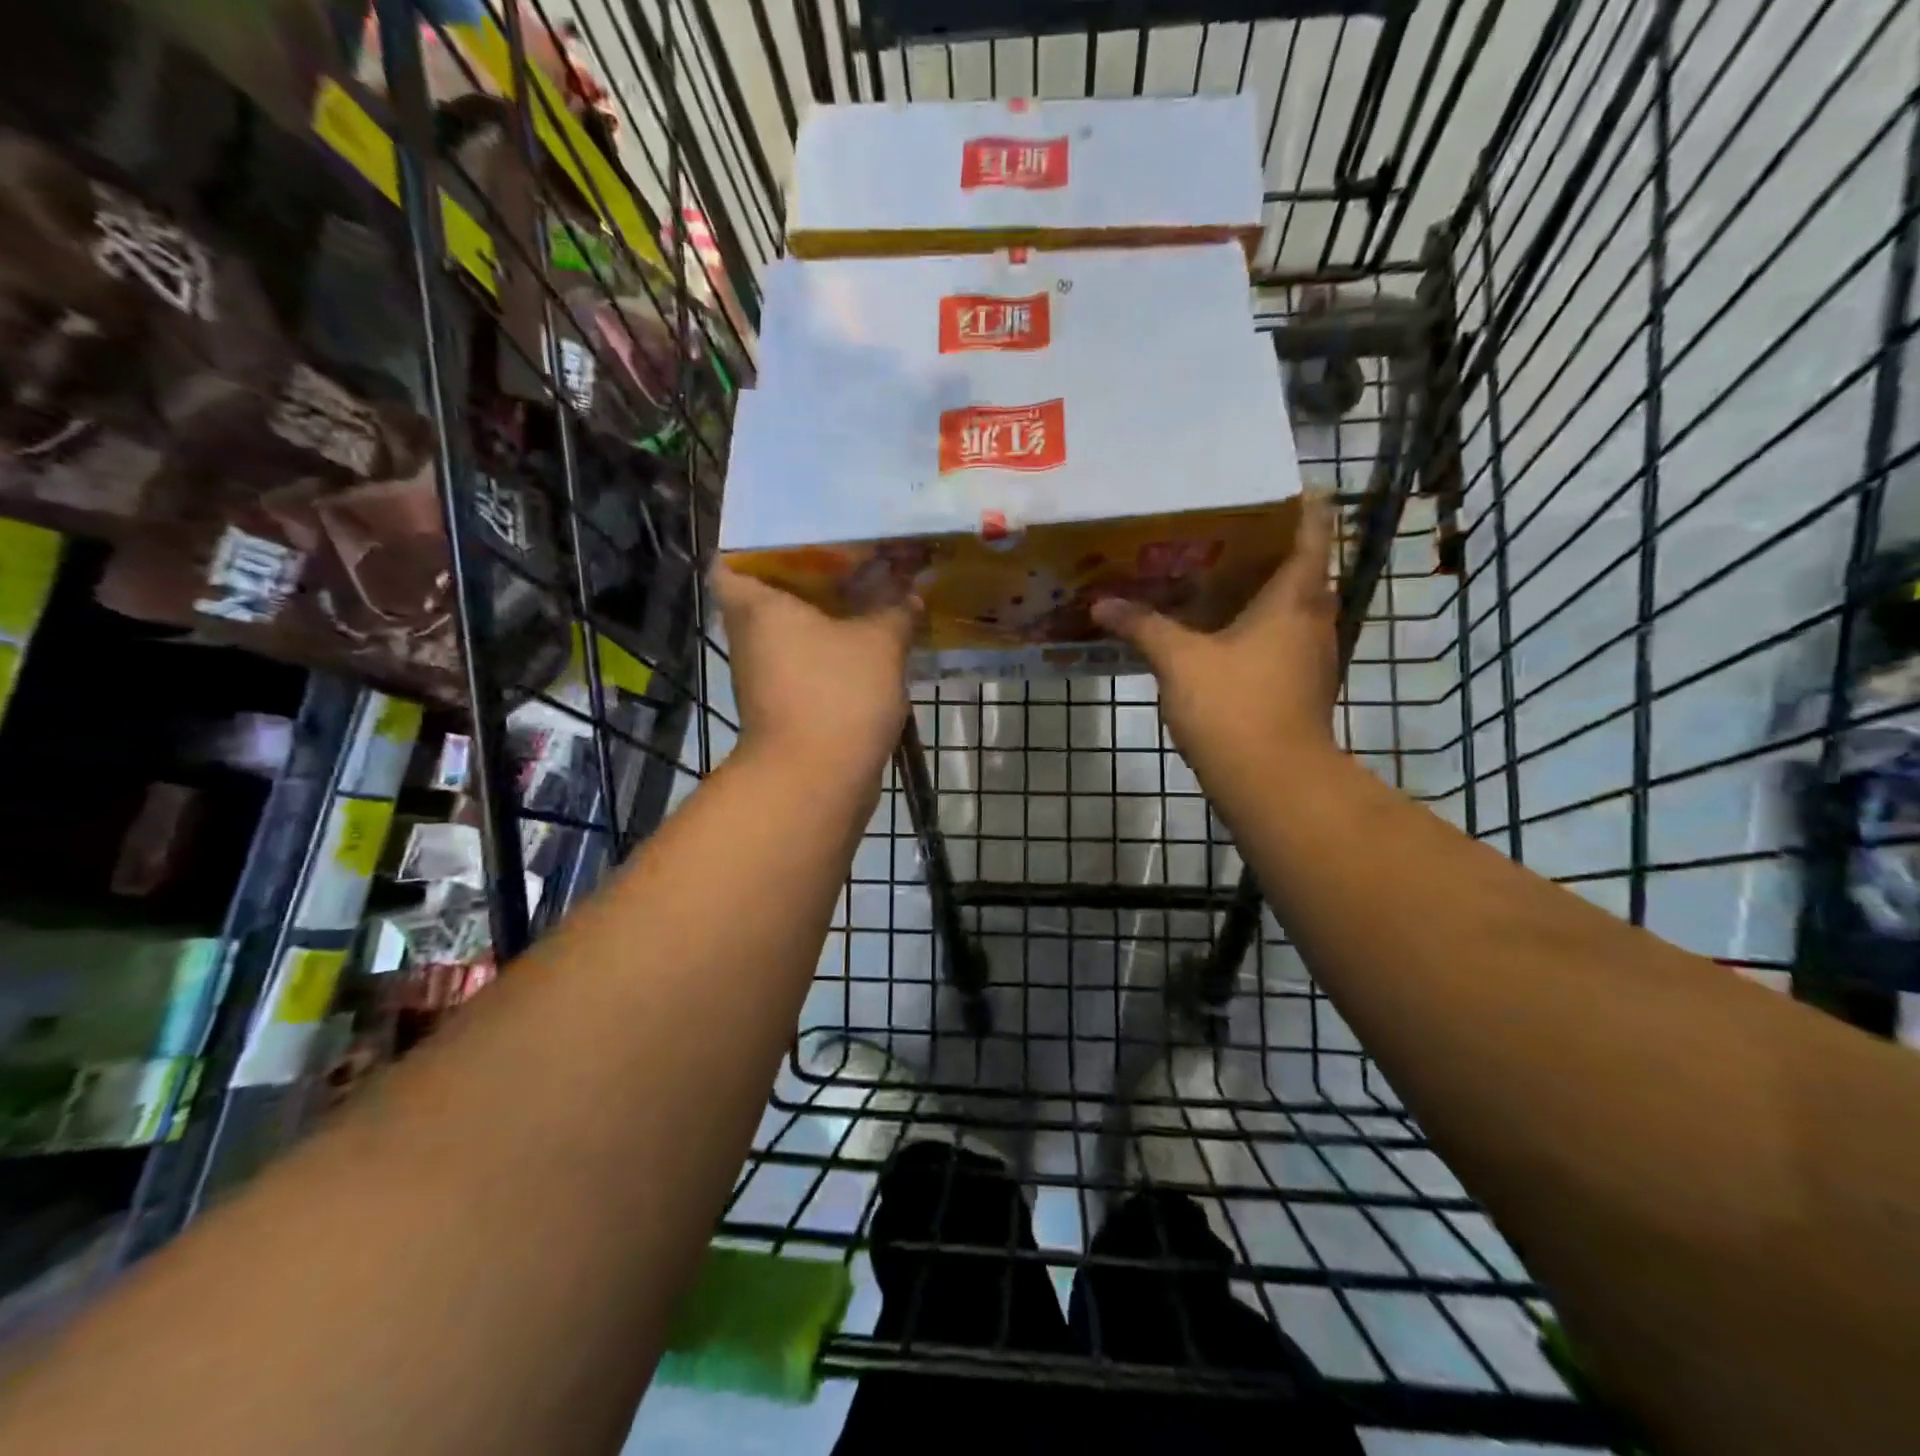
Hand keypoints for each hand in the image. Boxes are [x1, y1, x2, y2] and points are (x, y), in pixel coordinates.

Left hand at [712, 564, 915, 780]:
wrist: (816, 780)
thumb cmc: (837, 694)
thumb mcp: (880, 642)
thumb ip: (895, 609)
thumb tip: (909, 593)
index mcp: (757, 606)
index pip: (731, 560)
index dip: (757, 545)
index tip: (798, 536)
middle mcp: (750, 636)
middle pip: (767, 593)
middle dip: (806, 576)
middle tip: (850, 557)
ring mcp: (764, 675)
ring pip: (790, 631)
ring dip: (823, 615)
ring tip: (868, 593)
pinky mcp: (784, 704)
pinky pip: (805, 662)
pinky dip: (830, 650)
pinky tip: (869, 641)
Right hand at [1091, 493, 1338, 781]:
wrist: (1273, 783)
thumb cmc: (1234, 706)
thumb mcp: (1178, 660)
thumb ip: (1142, 626)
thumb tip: (1102, 604)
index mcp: (1295, 596)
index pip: (1311, 531)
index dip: (1297, 504)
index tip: (1272, 487)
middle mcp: (1314, 618)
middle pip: (1301, 567)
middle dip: (1266, 546)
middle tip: (1220, 529)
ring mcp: (1311, 655)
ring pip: (1290, 606)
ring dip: (1260, 589)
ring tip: (1212, 575)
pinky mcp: (1300, 686)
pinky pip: (1280, 638)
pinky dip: (1255, 626)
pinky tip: (1217, 632)